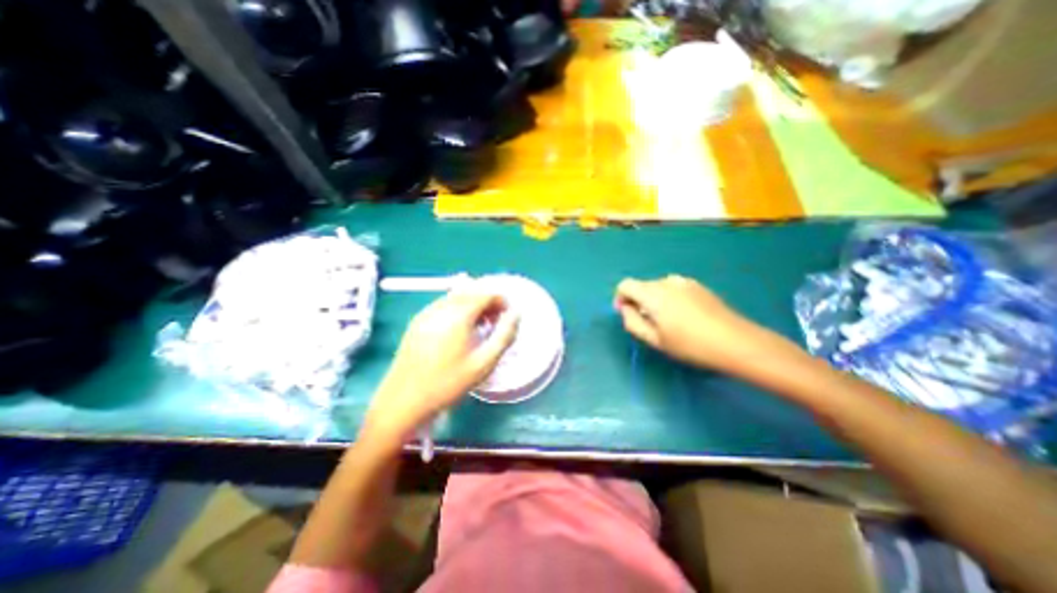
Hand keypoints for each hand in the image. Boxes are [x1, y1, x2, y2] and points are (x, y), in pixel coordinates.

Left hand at [363, 285, 519, 443]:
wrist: (403, 401)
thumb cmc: (448, 384)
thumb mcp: (484, 363)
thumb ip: (504, 335)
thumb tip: (516, 314)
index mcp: (458, 315)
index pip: (485, 293)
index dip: (501, 300)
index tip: (507, 316)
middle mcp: (440, 308)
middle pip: (470, 291)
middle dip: (487, 301)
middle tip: (496, 321)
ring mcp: (426, 313)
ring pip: (456, 296)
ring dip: (473, 304)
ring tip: (480, 326)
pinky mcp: (417, 322)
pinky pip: (443, 305)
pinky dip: (458, 309)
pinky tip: (459, 331)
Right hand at [616, 276, 774, 371]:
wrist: (734, 341)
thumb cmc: (689, 344)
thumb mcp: (654, 339)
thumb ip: (632, 322)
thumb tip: (625, 309)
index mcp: (652, 294)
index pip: (625, 284)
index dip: (620, 297)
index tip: (626, 313)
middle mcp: (666, 282)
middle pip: (642, 285)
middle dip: (637, 300)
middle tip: (647, 322)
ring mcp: (684, 281)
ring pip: (658, 286)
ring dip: (653, 299)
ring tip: (666, 320)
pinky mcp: (698, 285)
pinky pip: (673, 288)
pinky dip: (669, 298)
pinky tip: (683, 316)